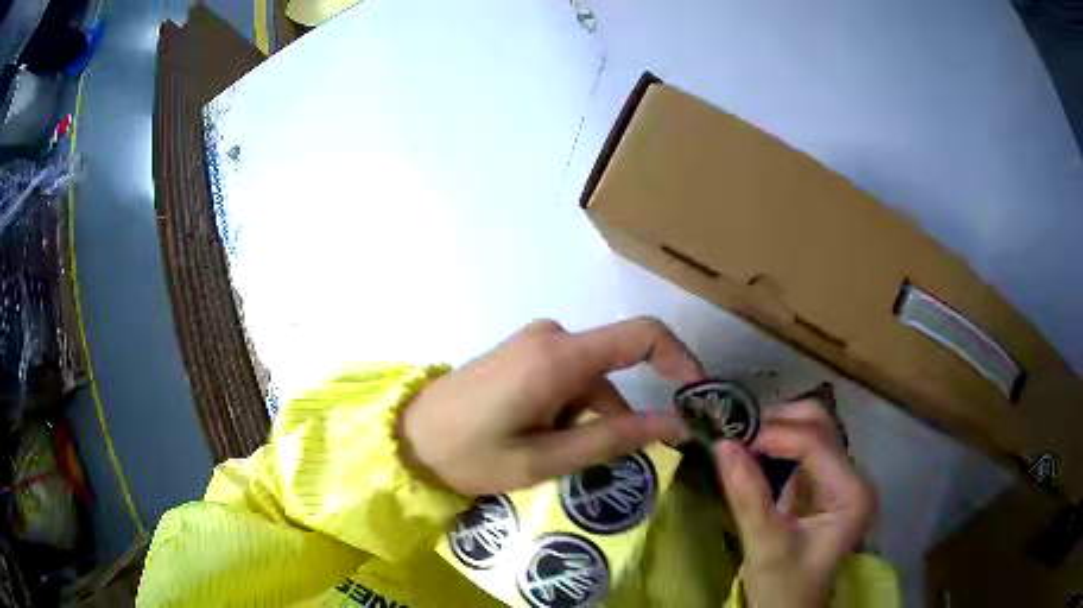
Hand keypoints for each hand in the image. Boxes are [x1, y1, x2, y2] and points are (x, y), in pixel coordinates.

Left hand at [400, 317, 703, 494]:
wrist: (407, 438)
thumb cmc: (469, 454)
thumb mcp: (543, 459)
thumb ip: (612, 439)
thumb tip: (674, 424)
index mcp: (559, 357)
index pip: (642, 335)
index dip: (680, 359)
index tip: (697, 395)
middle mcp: (552, 337)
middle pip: (614, 370)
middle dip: (618, 417)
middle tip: (600, 464)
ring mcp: (534, 343)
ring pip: (590, 381)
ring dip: (587, 419)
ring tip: (551, 459)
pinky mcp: (523, 354)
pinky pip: (568, 378)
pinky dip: (570, 410)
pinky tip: (540, 440)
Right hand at [715, 399, 876, 607]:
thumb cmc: (783, 588)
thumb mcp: (765, 547)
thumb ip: (748, 497)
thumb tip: (722, 445)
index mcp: (852, 493)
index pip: (816, 443)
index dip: (774, 434)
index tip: (730, 439)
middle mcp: (854, 477)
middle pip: (820, 425)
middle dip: (778, 423)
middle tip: (736, 437)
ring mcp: (840, 480)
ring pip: (812, 431)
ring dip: (776, 430)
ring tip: (741, 443)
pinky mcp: (824, 486)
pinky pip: (801, 450)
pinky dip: (776, 445)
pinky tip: (753, 455)